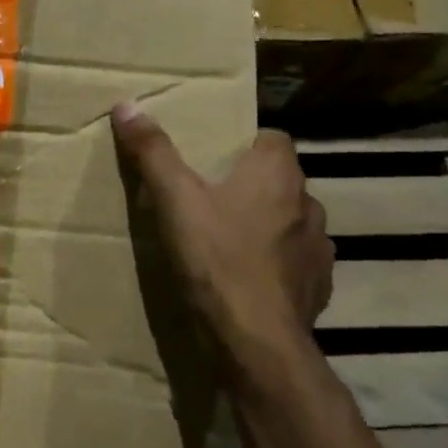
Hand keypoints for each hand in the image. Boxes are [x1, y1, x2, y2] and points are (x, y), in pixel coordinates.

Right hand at [110, 104, 333, 384]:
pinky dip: (275, 262)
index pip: (273, 138)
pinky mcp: (319, 286)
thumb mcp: (174, 200)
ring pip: (290, 221)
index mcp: (278, 174)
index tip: (214, 158)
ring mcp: (319, 248)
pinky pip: (296, 261)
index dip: (245, 143)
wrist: (255, 342)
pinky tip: (247, 276)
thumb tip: (128, 105)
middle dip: (251, 184)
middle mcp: (308, 203)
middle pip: (280, 180)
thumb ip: (153, 152)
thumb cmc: (216, 259)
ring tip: (228, 238)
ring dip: (266, 224)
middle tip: (210, 196)